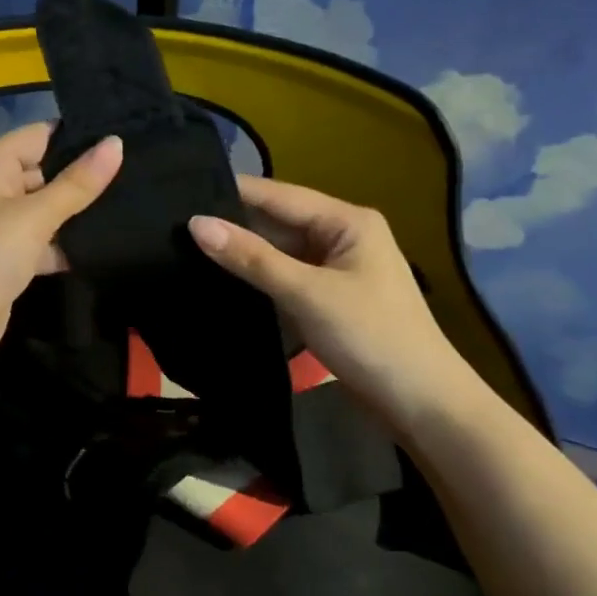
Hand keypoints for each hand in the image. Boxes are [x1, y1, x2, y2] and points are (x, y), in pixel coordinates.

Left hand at [0, 122, 122, 383]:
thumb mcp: (34, 217)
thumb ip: (77, 183)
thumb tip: (116, 142)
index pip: (38, 135)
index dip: (78, 136)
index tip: (123, 137)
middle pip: (43, 170)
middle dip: (83, 176)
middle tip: (136, 174)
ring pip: (44, 208)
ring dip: (77, 213)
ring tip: (130, 205)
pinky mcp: (5, 258)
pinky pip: (40, 240)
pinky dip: (63, 244)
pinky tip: (102, 246)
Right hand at [189, 176, 488, 427]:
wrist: (422, 404)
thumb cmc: (371, 337)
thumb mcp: (306, 293)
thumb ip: (251, 258)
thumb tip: (196, 224)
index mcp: (346, 221)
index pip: (278, 195)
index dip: (231, 193)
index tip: (181, 191)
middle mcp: (341, 236)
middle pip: (277, 221)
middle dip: (233, 223)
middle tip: (174, 224)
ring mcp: (335, 269)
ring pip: (278, 250)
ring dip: (242, 252)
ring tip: (184, 245)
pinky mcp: (327, 298)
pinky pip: (284, 276)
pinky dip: (257, 277)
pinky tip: (219, 277)